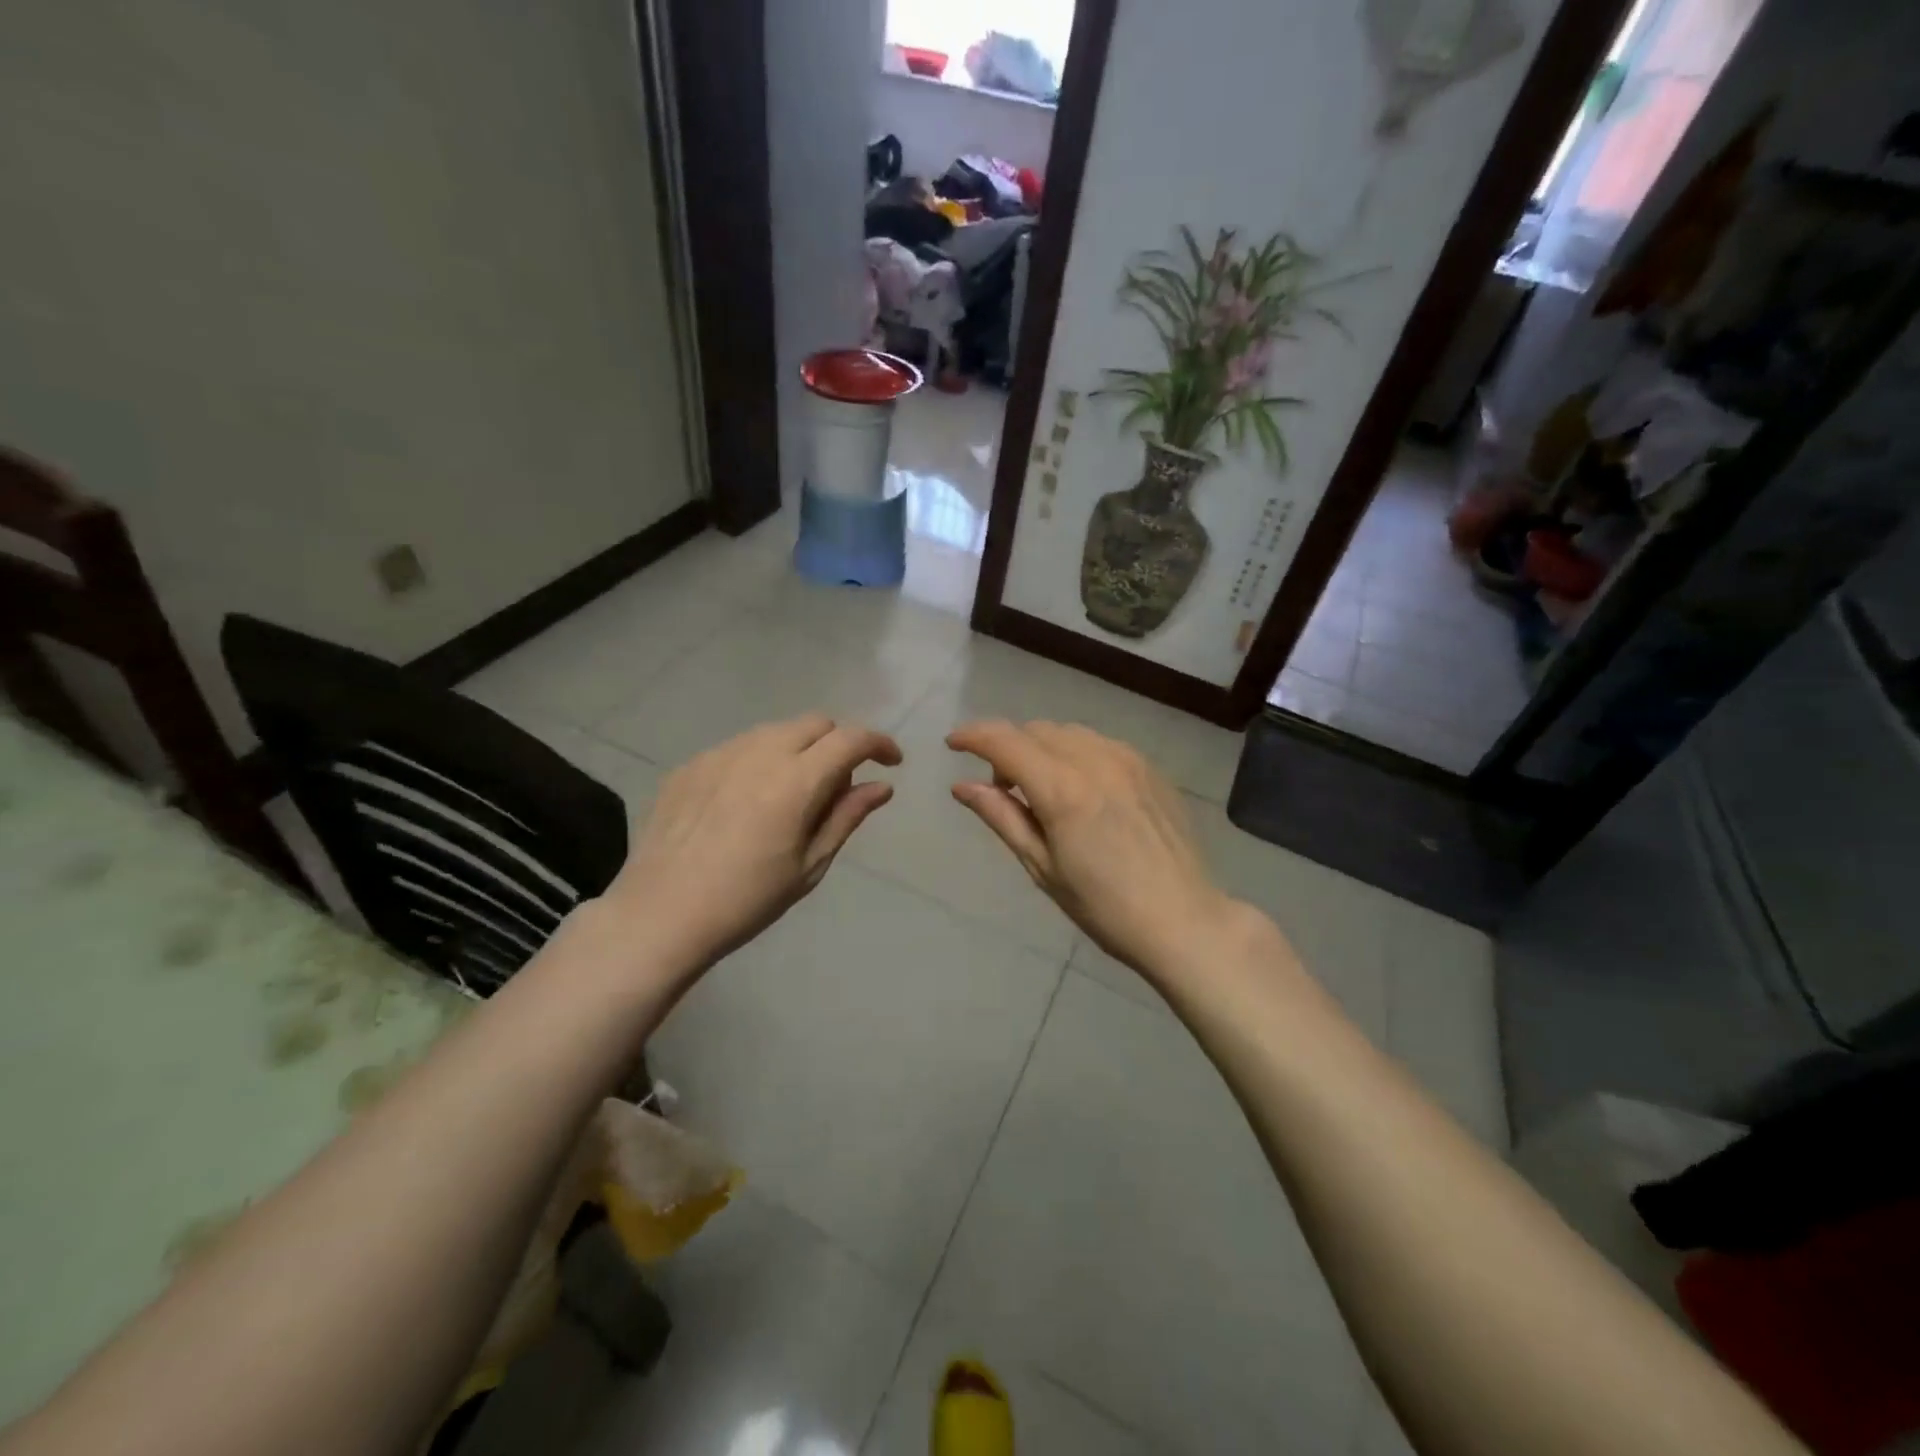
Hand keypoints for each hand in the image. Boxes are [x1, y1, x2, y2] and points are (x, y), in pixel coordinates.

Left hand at [605, 714, 900, 967]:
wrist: (660, 915)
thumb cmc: (747, 900)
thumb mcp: (810, 865)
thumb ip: (847, 816)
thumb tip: (882, 786)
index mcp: (796, 780)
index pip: (851, 739)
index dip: (879, 744)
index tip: (891, 763)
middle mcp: (760, 752)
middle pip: (815, 723)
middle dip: (839, 743)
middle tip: (838, 785)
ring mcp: (720, 754)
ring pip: (776, 731)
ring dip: (799, 749)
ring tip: (791, 795)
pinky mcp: (691, 765)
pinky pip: (739, 747)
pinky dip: (760, 761)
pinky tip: (746, 802)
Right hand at [947, 720, 1235, 982]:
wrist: (1184, 920)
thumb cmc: (1104, 906)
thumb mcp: (1042, 867)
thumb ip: (1002, 817)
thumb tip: (962, 786)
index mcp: (1063, 789)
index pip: (1005, 741)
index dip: (973, 736)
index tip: (953, 745)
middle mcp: (1095, 760)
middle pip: (1035, 730)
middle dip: (1008, 748)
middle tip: (1003, 789)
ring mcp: (1128, 759)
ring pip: (1068, 733)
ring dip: (1042, 748)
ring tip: (1043, 790)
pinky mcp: (1149, 767)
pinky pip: (1099, 743)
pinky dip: (1075, 754)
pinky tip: (1081, 791)